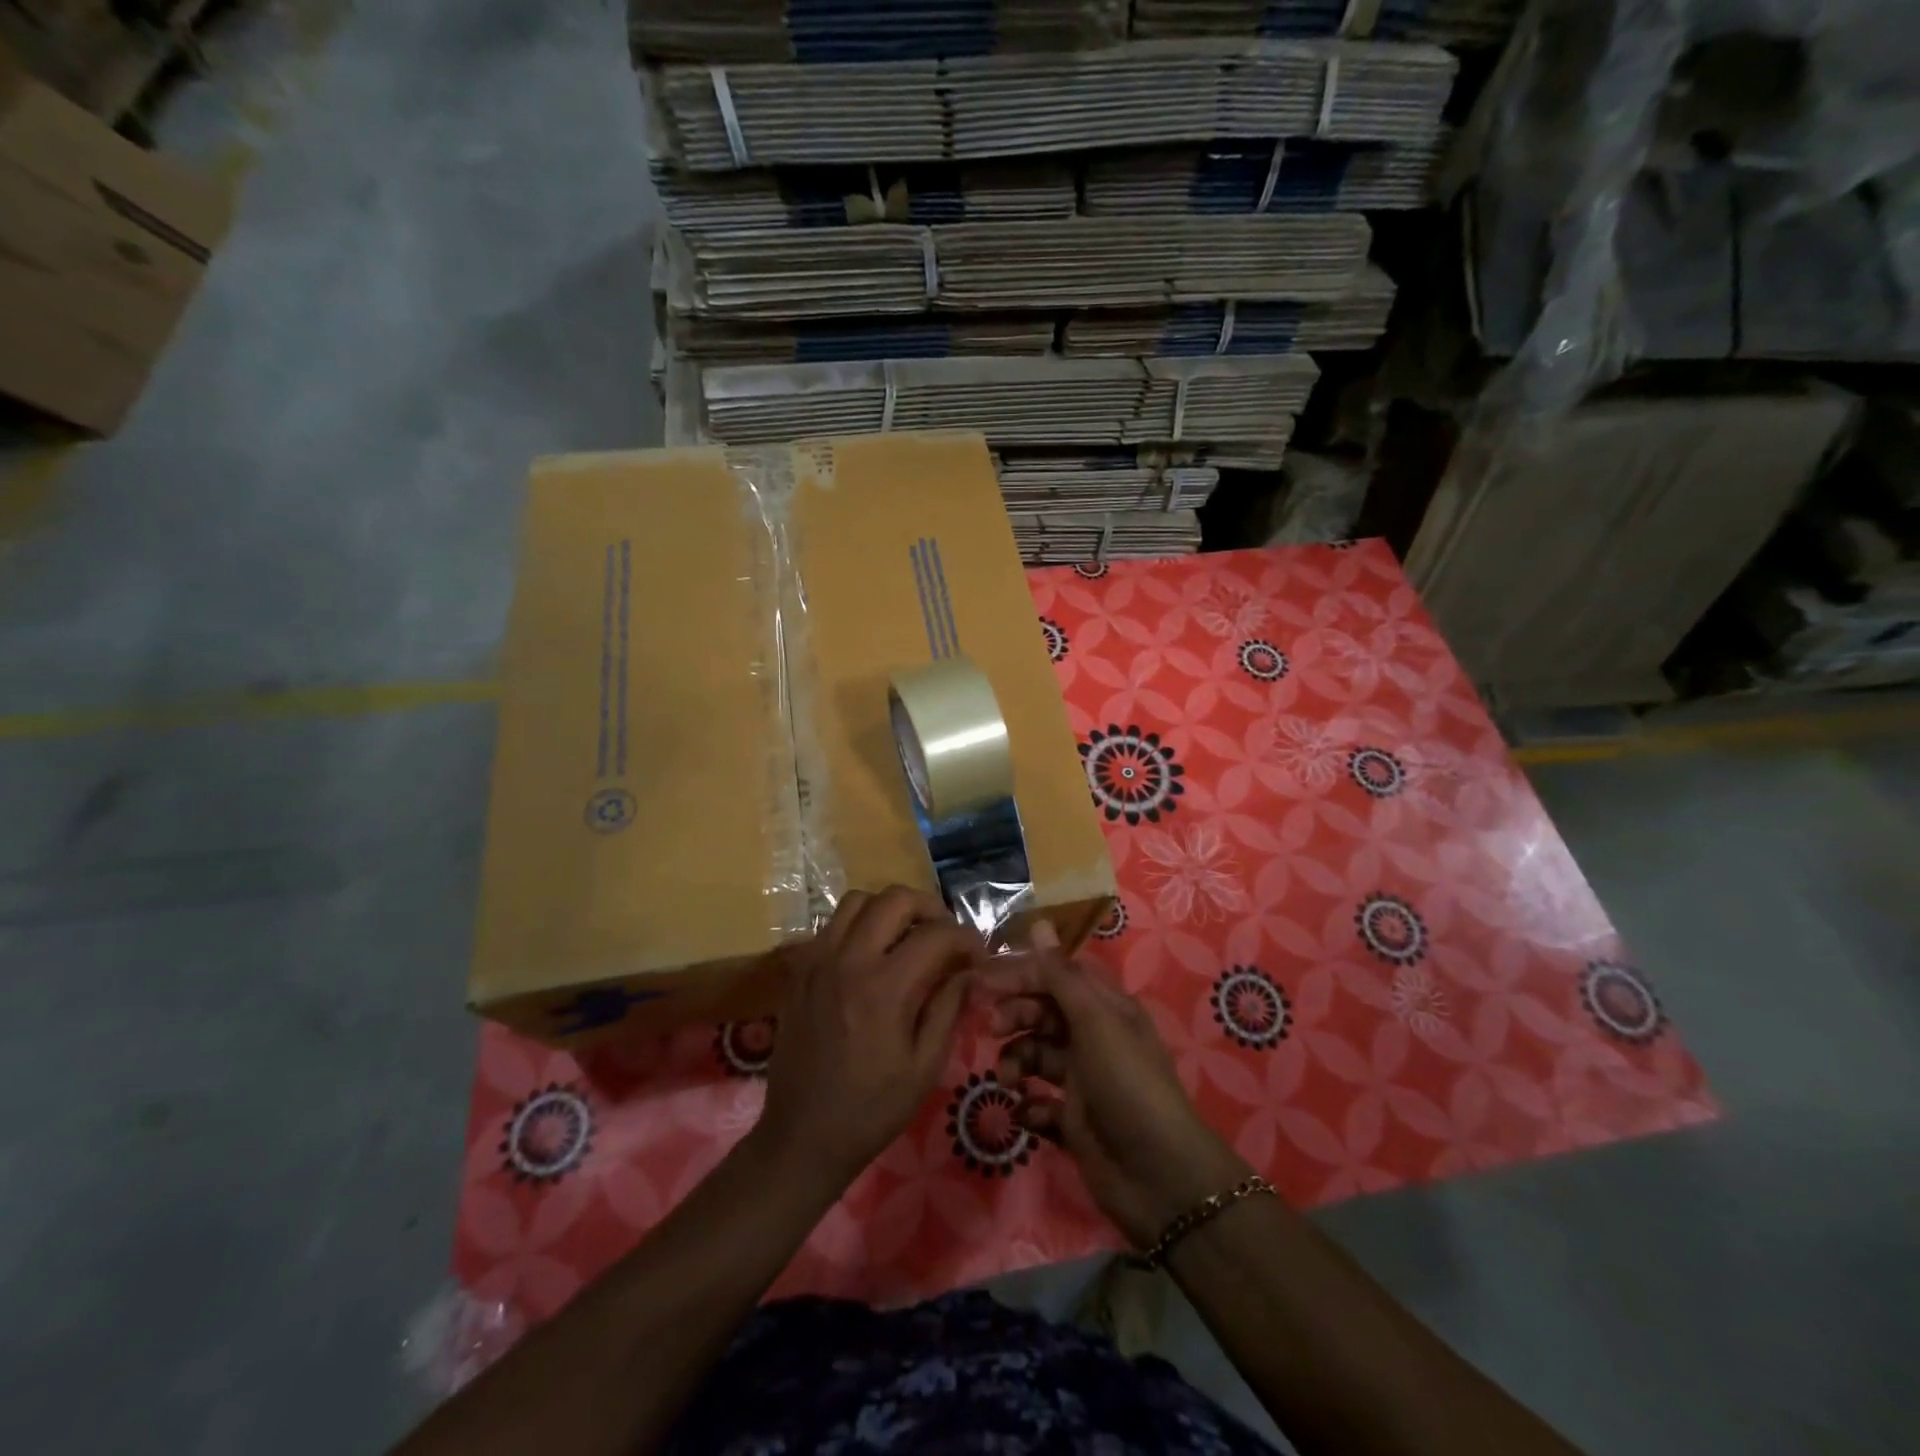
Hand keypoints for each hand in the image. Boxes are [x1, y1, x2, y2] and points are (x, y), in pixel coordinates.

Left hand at [755, 887, 984, 1193]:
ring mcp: (817, 960)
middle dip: (929, 907)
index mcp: (884, 987)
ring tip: (905, 936)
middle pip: (894, 898)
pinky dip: (857, 925)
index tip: (977, 955)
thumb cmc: (871, 1108)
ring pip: (857, 900)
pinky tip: (870, 955)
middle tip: (943, 935)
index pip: (935, 934)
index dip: (965, 938)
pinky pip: (830, 924)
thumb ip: (948, 1008)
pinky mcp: (798, 969)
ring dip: (888, 909)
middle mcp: (848, 960)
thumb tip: (968, 970)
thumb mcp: (925, 1066)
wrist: (802, 1136)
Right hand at [990, 924, 1254, 1247]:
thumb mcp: (1094, 1022)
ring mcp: (1082, 1080)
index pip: (1056, 975)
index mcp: (1105, 1008)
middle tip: (992, 1028)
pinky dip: (1029, 1105)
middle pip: (1042, 1012)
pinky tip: (1031, 1114)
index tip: (983, 982)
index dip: (1022, 974)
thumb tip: (1039, 922)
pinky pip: (1038, 1101)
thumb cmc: (1127, 1084)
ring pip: (1035, 1055)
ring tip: (1009, 1081)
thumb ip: (1060, 975)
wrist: (1159, 1178)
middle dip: (1015, 1016)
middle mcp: (1093, 1037)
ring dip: (1016, 1062)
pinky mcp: (1073, 1120)